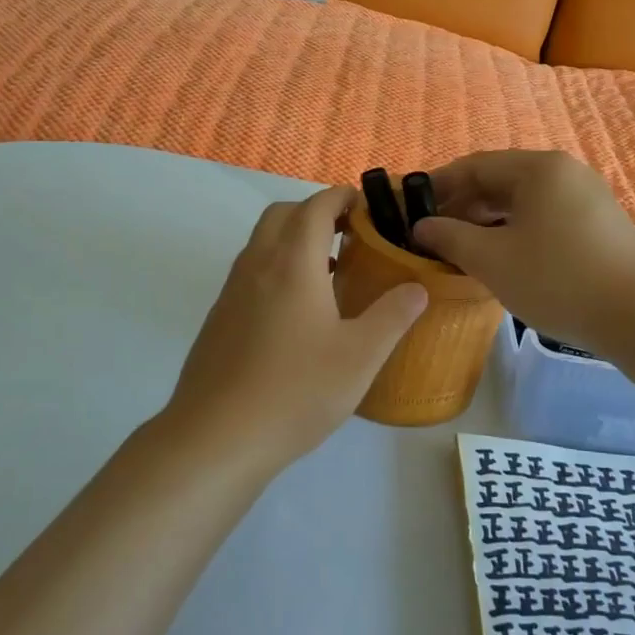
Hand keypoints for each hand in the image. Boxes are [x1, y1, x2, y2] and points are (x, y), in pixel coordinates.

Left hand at [161, 186, 428, 467]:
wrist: (216, 437)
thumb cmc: (296, 390)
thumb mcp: (360, 356)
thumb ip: (392, 316)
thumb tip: (418, 287)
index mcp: (292, 263)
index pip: (315, 207)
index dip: (341, 197)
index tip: (367, 204)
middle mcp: (257, 265)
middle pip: (282, 215)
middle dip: (315, 212)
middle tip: (350, 234)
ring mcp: (231, 291)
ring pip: (262, 243)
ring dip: (293, 240)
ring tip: (329, 271)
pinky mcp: (219, 318)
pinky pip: (250, 272)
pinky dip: (276, 268)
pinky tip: (297, 313)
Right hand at [410, 151, 634, 353]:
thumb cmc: (557, 280)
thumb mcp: (492, 260)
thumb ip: (450, 238)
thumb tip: (421, 227)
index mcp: (539, 168)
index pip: (475, 166)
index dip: (438, 186)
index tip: (410, 208)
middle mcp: (565, 172)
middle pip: (500, 181)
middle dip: (462, 207)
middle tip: (432, 235)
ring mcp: (587, 198)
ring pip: (523, 202)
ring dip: (487, 223)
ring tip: (461, 250)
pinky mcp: (599, 225)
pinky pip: (545, 218)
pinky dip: (516, 232)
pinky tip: (501, 259)